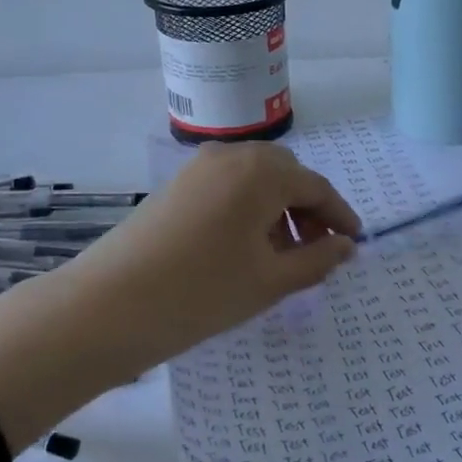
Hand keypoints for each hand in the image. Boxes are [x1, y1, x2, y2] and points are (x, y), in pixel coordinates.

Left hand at [0, 142, 360, 449]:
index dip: (340, 217)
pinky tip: (244, 246)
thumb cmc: (202, 293)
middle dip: (308, 209)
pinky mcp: (176, 184)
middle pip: (287, 175)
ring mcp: (199, 167)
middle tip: (315, 250)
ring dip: (277, 208)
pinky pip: (228, 185)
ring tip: (280, 254)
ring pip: (256, 179)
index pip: (317, 188)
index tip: (353, 244)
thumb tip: (345, 247)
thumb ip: (317, 260)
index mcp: (262, 173)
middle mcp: (233, 156)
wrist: (108, 305)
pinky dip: (248, 207)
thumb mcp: (270, 281)